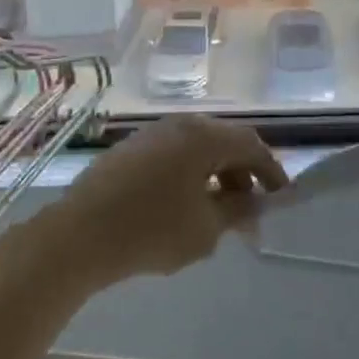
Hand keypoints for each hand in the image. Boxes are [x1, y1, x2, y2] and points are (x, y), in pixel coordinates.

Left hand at [49, 115, 287, 286]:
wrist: (78, 235)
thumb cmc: (150, 230)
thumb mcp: (205, 229)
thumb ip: (238, 211)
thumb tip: (254, 203)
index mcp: (204, 136)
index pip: (251, 145)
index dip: (271, 171)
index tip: (280, 199)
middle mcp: (181, 124)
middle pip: (224, 142)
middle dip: (242, 175)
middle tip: (248, 211)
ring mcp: (153, 133)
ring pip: (198, 148)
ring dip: (215, 175)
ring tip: (217, 213)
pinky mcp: (131, 148)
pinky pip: (174, 154)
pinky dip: (189, 174)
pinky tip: (183, 206)